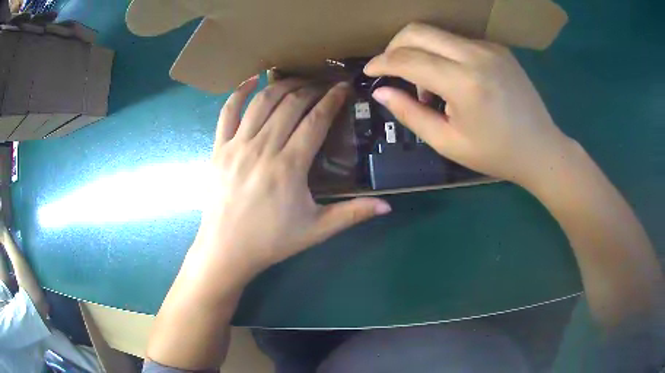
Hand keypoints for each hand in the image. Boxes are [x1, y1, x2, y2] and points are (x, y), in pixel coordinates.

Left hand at [187, 77, 390, 289]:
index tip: (344, 87)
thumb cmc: (271, 241)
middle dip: (312, 88)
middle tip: (324, 85)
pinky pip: (227, 112)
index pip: (315, 120)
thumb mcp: (316, 230)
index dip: (332, 100)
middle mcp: (262, 148)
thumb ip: (352, 214)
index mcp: (289, 167)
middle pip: (291, 104)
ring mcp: (237, 146)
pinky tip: (253, 80)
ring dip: (283, 85)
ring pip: (262, 102)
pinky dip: (240, 92)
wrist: (226, 250)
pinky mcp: (218, 148)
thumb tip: (388, 205)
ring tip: (298, 81)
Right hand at [364, 23, 574, 187]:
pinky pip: (457, 41)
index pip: (408, 59)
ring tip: (425, 85)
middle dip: (394, 46)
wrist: (541, 149)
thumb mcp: (448, 143)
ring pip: (437, 33)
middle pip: (418, 31)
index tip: (370, 72)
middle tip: (390, 70)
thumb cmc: (496, 154)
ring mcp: (489, 48)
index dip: (382, 63)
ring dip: (419, 51)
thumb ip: (411, 114)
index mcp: (465, 83)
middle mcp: (476, 55)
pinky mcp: (498, 48)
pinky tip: (449, 78)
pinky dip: (442, 53)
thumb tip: (381, 93)